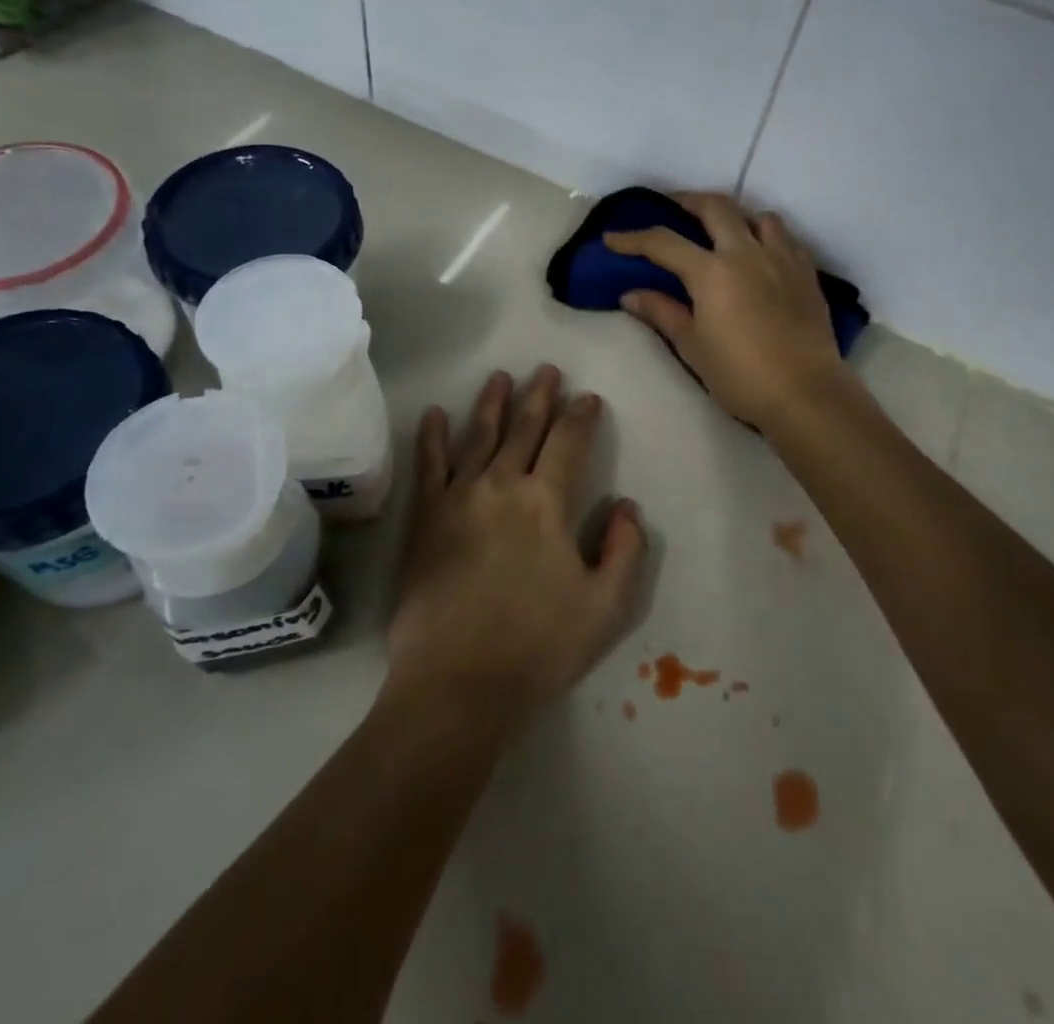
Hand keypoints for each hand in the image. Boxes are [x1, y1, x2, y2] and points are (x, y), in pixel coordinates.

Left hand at [387, 366, 646, 725]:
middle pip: (525, 429)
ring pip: (478, 435)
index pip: (570, 443)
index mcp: (548, 503)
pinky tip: (434, 413)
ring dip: (492, 403)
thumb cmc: (539, 646)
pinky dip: (431, 436)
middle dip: (539, 396)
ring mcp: (459, 497)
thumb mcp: (607, 606)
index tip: (588, 398)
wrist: (459, 681)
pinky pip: (429, 465)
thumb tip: (627, 505)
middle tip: (546, 370)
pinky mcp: (426, 517)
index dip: (581, 416)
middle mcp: (503, 485)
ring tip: (500, 377)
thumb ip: (626, 550)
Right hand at [603, 192, 849, 430]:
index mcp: (712, 272)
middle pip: (715, 208)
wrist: (804, 394)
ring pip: (758, 216)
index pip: (663, 243)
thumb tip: (630, 294)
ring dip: (735, 216)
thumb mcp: (692, 345)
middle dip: (687, 201)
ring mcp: (781, 259)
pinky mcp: (807, 273)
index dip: (633, 239)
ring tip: (723, 230)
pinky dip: (766, 236)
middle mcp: (746, 253)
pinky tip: (760, 254)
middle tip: (671, 207)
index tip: (612, 239)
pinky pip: (785, 239)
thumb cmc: (740, 375)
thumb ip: (662, 312)